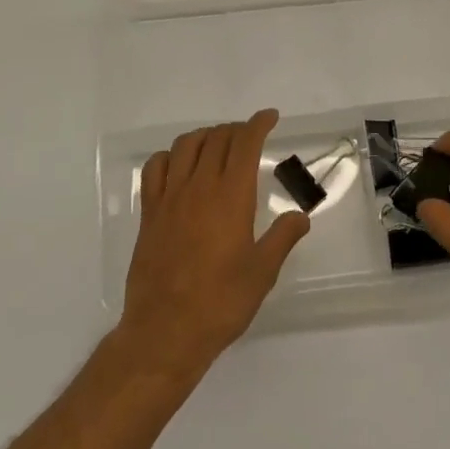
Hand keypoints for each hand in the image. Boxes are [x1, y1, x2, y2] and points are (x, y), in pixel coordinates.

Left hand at [118, 110, 309, 374]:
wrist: (165, 331)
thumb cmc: (221, 302)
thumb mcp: (263, 272)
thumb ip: (282, 238)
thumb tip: (300, 216)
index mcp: (231, 196)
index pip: (244, 143)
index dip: (258, 124)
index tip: (270, 117)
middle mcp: (199, 187)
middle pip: (216, 138)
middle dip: (235, 129)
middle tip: (249, 136)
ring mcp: (170, 197)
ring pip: (185, 146)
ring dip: (205, 136)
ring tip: (217, 144)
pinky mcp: (149, 213)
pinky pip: (155, 168)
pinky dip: (169, 156)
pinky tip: (178, 165)